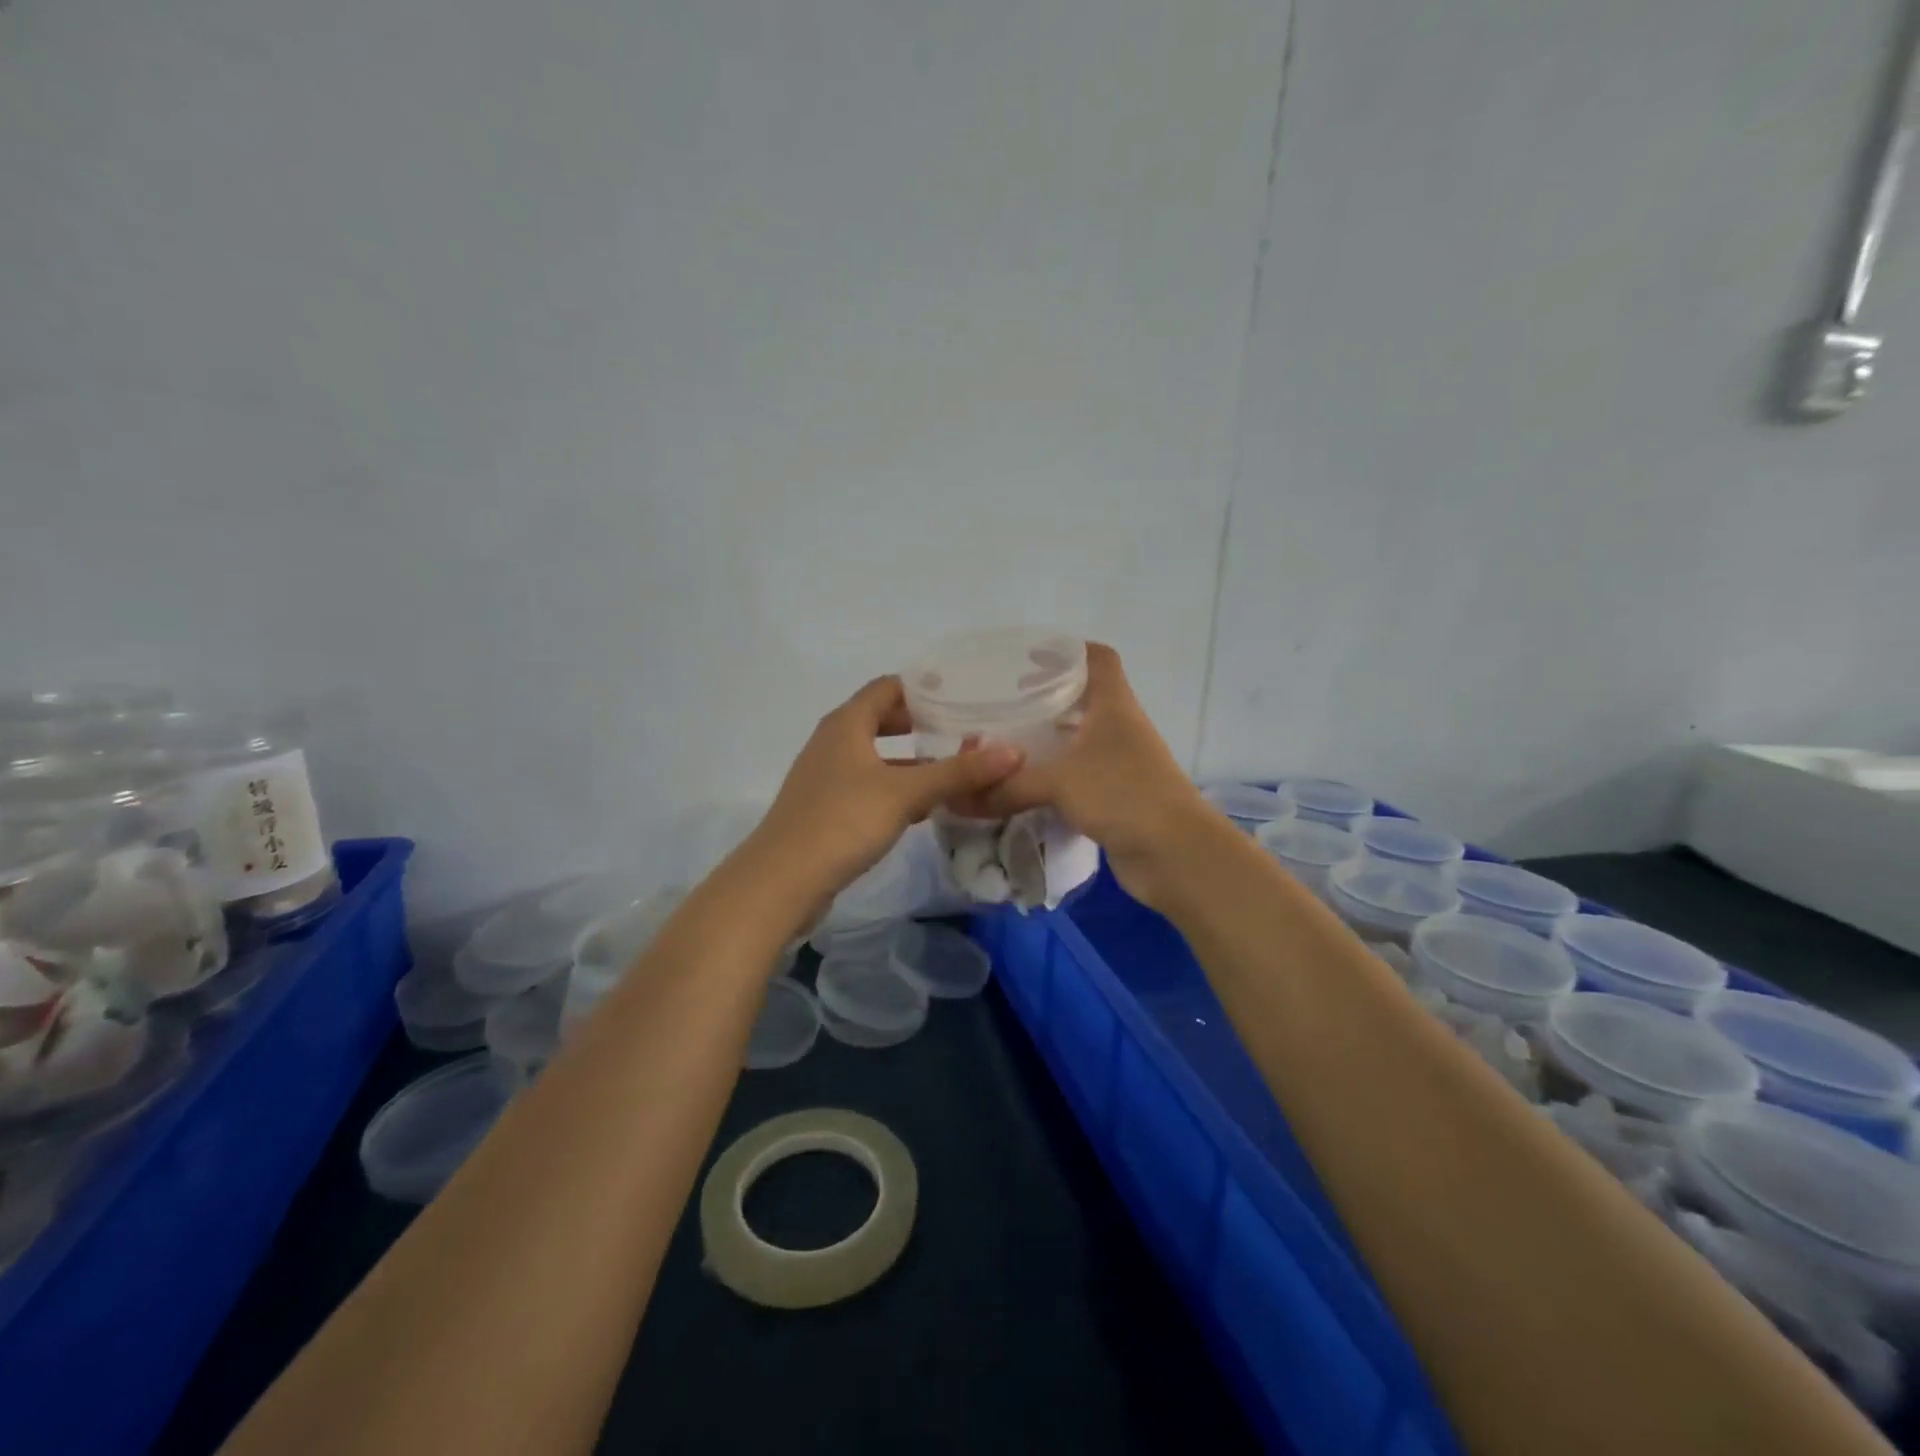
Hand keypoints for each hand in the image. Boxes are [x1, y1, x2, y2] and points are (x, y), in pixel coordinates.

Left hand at [747, 676, 1024, 915]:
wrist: (782, 881)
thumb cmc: (842, 821)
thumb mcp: (905, 793)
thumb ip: (958, 773)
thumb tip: (1014, 752)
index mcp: (847, 724)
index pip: (888, 687)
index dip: (924, 687)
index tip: (964, 694)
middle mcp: (834, 742)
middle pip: (884, 720)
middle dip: (924, 725)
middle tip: (968, 730)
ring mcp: (829, 777)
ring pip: (879, 757)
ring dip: (914, 761)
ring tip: (957, 768)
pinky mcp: (829, 809)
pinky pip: (871, 786)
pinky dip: (899, 788)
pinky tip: (928, 808)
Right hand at [976, 644, 1204, 908]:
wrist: (1176, 853)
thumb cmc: (1122, 795)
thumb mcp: (1058, 783)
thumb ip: (1008, 786)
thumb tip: (960, 797)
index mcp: (1114, 706)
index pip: (1098, 659)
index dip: (1068, 650)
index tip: (1029, 657)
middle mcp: (1120, 728)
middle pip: (1085, 698)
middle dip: (1048, 698)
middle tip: (1005, 703)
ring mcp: (1122, 764)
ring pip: (1081, 740)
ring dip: (1050, 740)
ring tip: (1008, 743)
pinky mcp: (1118, 797)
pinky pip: (1080, 776)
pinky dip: (1055, 776)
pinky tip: (1026, 785)